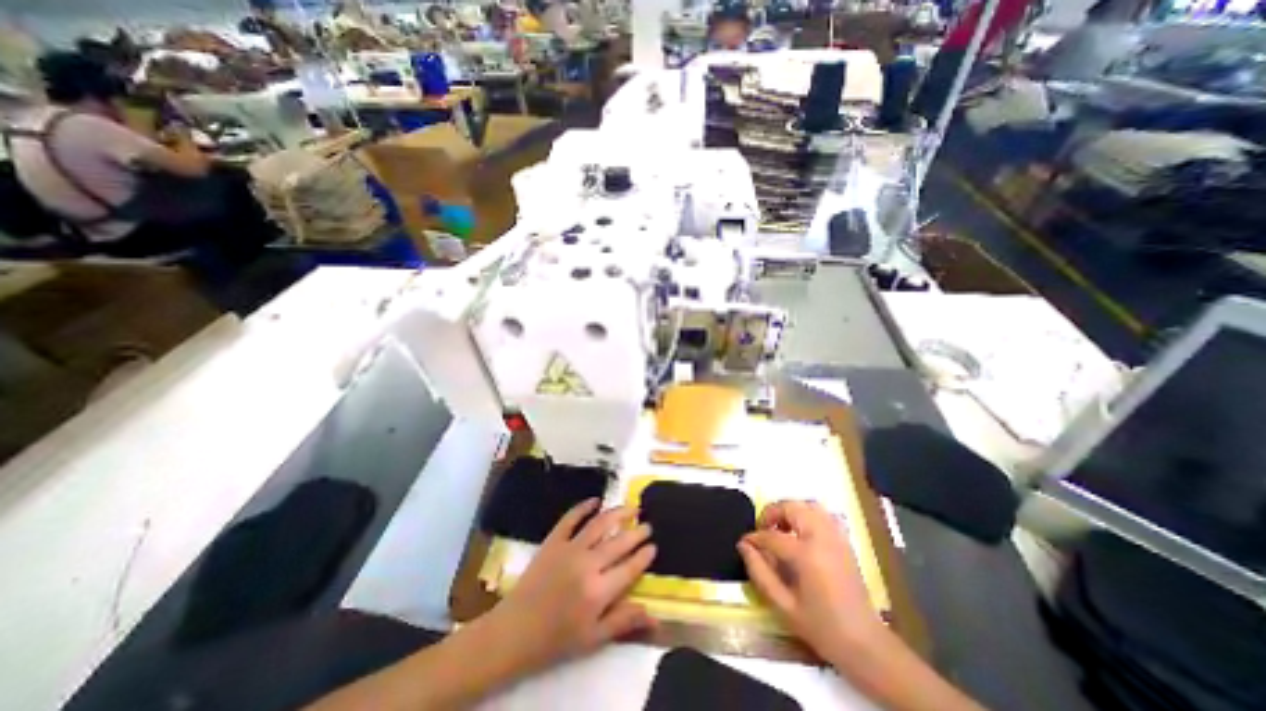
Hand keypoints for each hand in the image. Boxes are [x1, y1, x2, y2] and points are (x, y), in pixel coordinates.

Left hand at [486, 499, 657, 672]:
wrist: (515, 631)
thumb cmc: (557, 639)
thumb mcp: (593, 639)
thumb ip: (624, 622)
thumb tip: (655, 616)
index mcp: (599, 591)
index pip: (630, 567)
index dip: (644, 555)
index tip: (654, 546)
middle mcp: (588, 564)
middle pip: (619, 542)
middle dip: (637, 532)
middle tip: (648, 525)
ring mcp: (569, 548)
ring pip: (600, 524)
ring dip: (618, 513)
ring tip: (631, 508)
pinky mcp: (553, 540)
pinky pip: (571, 518)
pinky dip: (584, 506)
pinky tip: (596, 500)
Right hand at [738, 501, 883, 661]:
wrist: (865, 644)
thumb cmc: (821, 627)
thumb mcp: (783, 605)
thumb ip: (759, 572)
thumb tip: (743, 546)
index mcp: (807, 555)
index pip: (772, 536)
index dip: (754, 537)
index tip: (744, 543)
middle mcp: (822, 538)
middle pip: (791, 508)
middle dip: (772, 513)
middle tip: (763, 530)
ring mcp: (836, 537)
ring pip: (808, 505)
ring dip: (790, 511)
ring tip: (780, 528)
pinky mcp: (844, 541)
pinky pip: (823, 514)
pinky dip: (807, 515)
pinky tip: (800, 533)